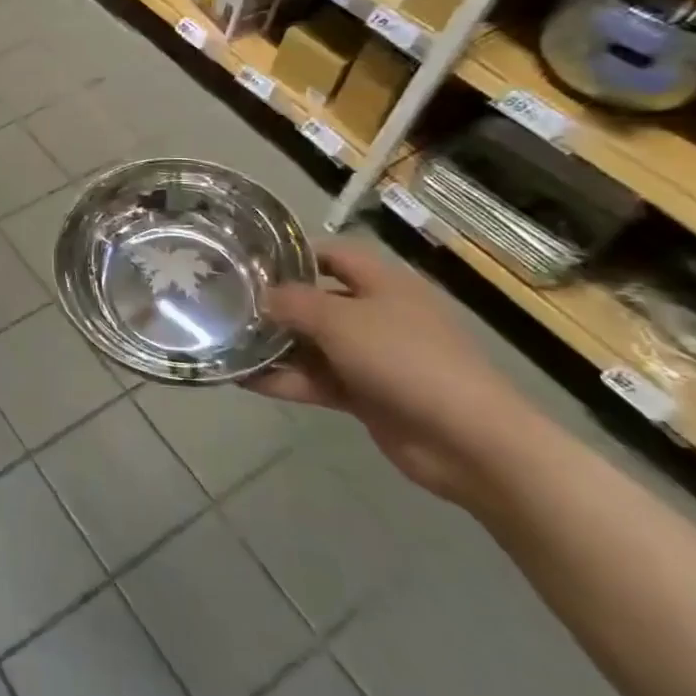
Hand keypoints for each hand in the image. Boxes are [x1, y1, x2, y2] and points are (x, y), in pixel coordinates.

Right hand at [249, 238, 535, 503]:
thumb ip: (293, 302)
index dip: (292, 254)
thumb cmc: (406, 359)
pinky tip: (245, 380)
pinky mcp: (367, 394)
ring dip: (274, 346)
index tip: (249, 263)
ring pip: (313, 343)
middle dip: (275, 304)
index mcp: (383, 282)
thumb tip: (261, 296)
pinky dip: (286, 379)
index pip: (332, 254)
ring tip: (225, 344)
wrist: (470, 441)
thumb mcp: (340, 320)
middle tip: (226, 305)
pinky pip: (318, 379)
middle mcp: (377, 313)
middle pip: (317, 300)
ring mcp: (373, 356)